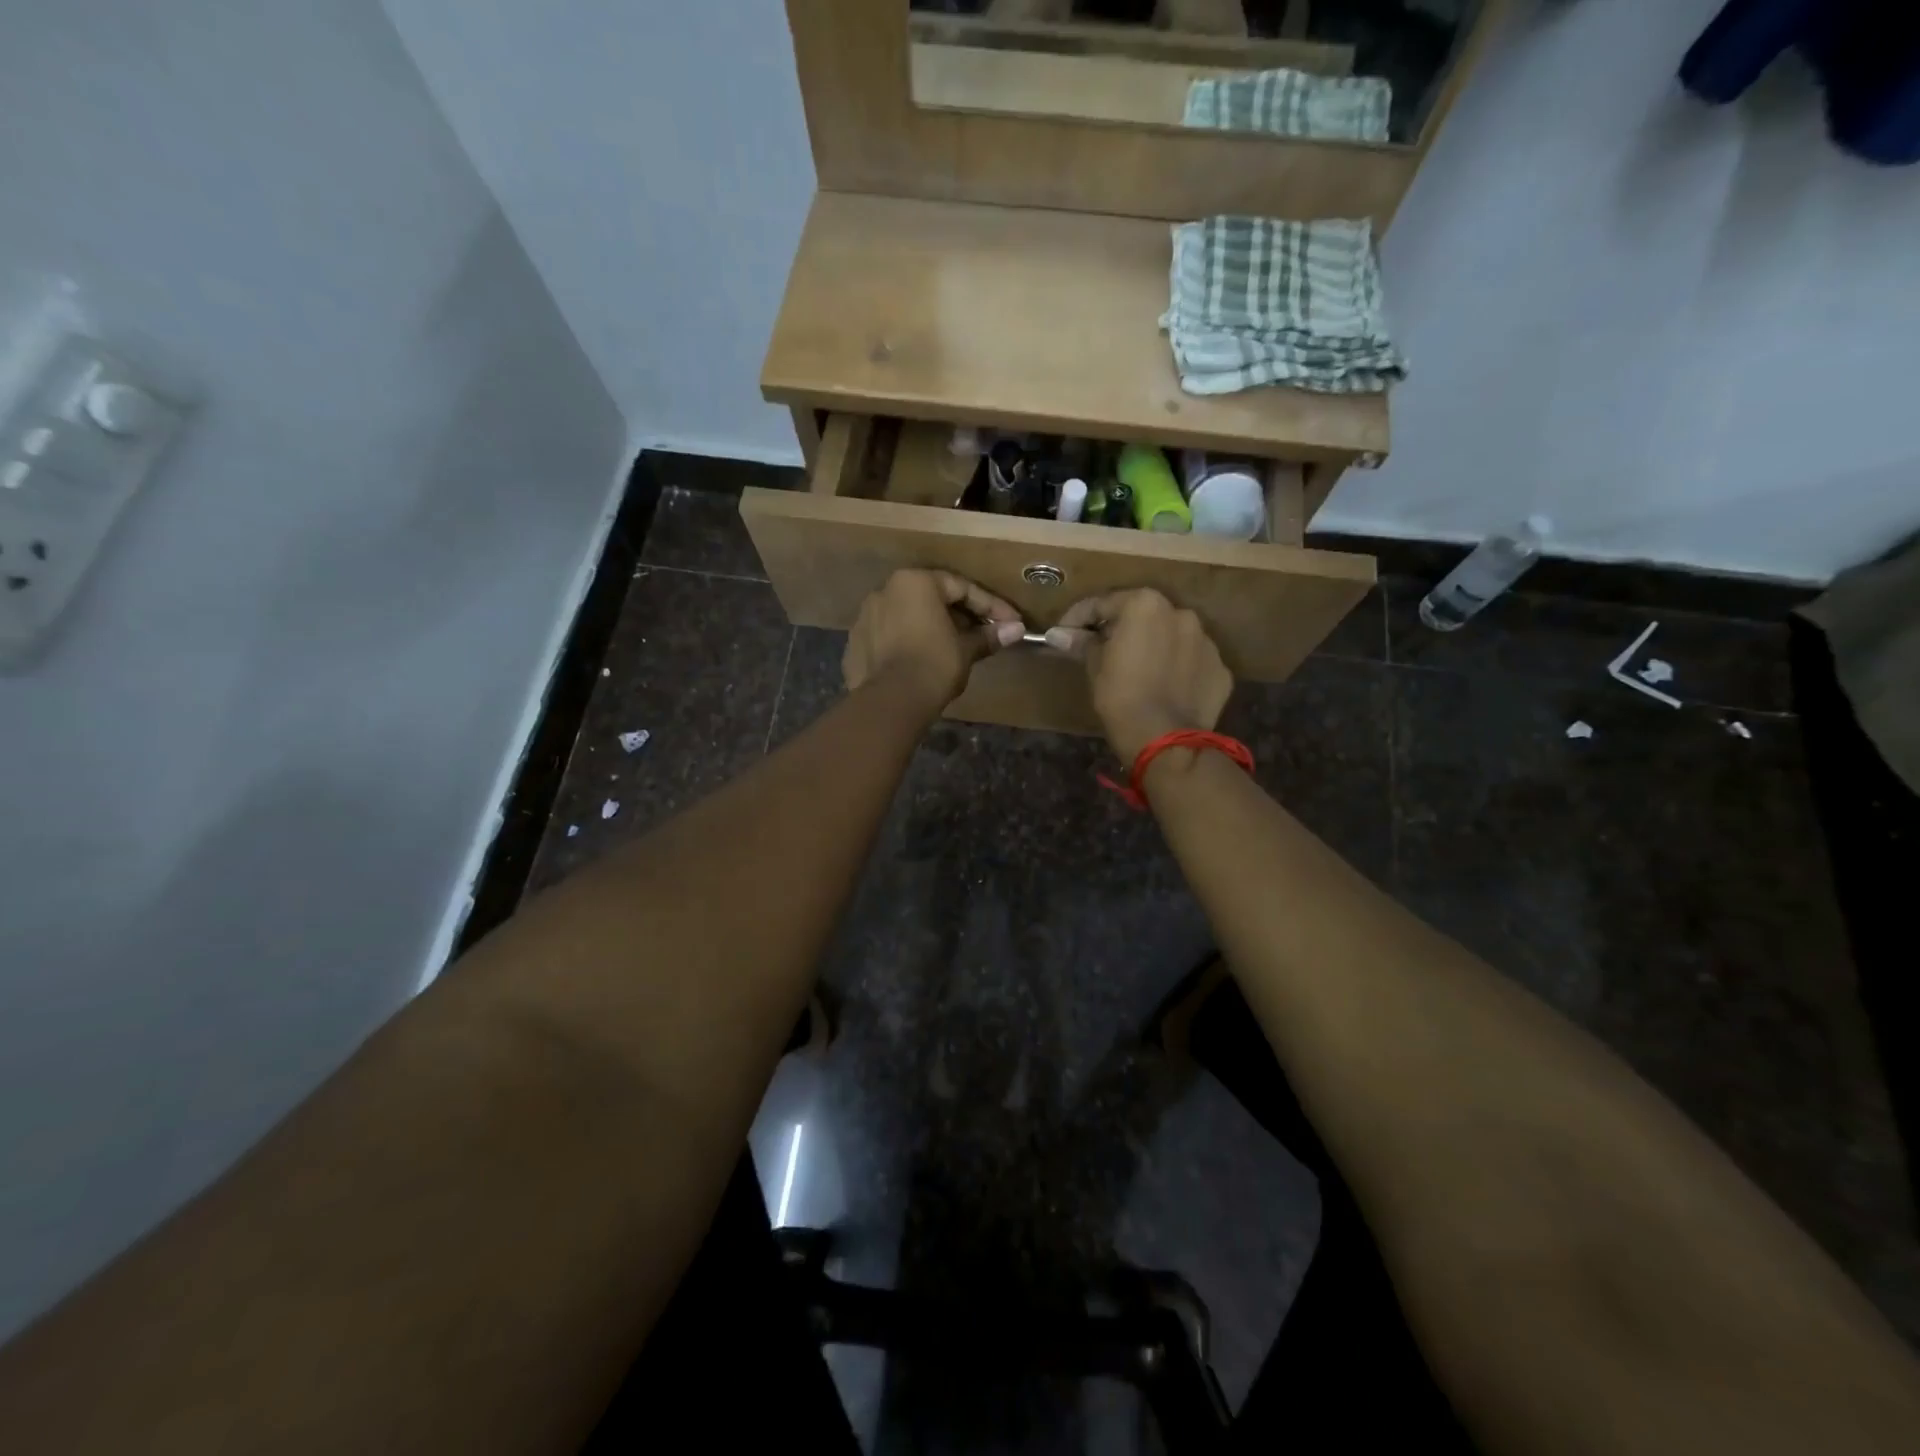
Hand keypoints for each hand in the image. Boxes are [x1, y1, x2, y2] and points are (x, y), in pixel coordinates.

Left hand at [844, 569, 1025, 711]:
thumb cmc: (934, 665)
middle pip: (932, 599)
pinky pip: (889, 637)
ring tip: (953, 650)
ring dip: (932, 629)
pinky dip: (908, 645)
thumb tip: (1016, 630)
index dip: (992, 607)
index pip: (961, 588)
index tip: (1012, 623)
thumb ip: (988, 636)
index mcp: (915, 582)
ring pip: (907, 617)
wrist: (890, 701)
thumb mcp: (966, 649)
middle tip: (984, 635)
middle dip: (960, 616)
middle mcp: (885, 590)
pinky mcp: (854, 643)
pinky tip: (922, 662)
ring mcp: (865, 617)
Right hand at [1045, 589, 1231, 761]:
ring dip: (1154, 646)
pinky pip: (1191, 662)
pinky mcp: (1220, 669)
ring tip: (1138, 672)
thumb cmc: (1121, 697)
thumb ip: (1083, 643)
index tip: (1063, 634)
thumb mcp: (1095, 667)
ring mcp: (1207, 641)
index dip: (1078, 618)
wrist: (1166, 740)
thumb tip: (1060, 635)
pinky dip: (1177, 668)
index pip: (1103, 604)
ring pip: (1172, 637)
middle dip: (1121, 629)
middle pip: (1143, 615)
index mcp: (1145, 605)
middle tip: (1101, 651)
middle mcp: (1181, 613)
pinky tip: (1164, 688)